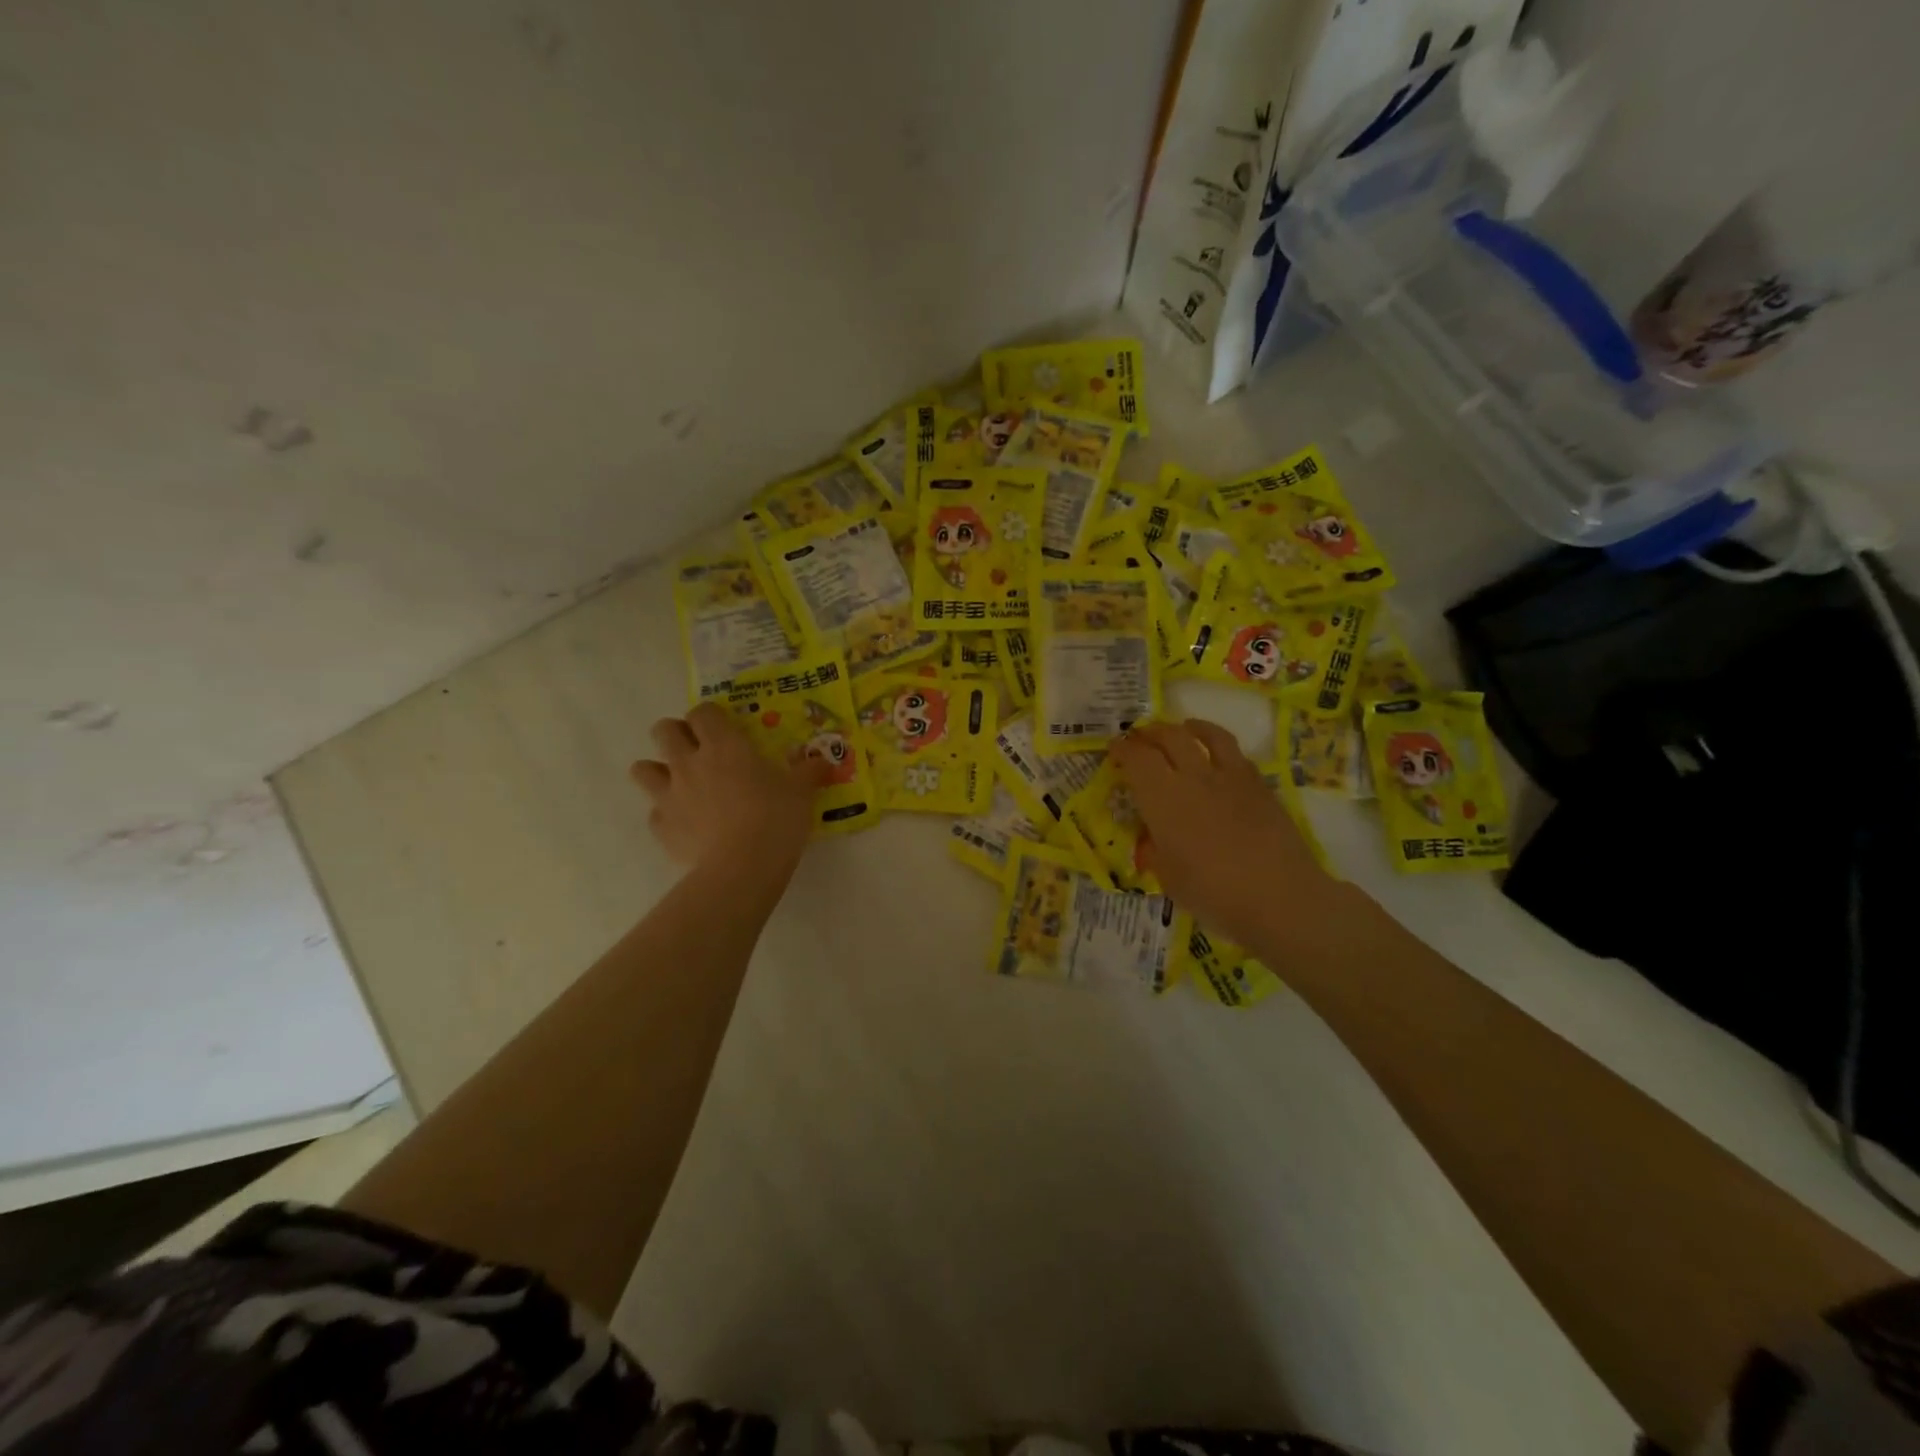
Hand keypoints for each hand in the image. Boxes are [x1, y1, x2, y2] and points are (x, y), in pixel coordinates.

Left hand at [630, 702, 826, 875]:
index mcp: (723, 745)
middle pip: (663, 731)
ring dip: (658, 770)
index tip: (724, 728)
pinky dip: (667, 814)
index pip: (702, 712)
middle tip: (698, 749)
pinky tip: (687, 824)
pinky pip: (654, 812)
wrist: (742, 868)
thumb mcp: (801, 791)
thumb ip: (808, 771)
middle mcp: (689, 762)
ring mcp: (669, 795)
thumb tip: (823, 761)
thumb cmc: (775, 818)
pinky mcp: (661, 827)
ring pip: (642, 769)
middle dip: (676, 734)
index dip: (710, 716)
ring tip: (680, 783)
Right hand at [1111, 718, 1326, 944]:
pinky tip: (1219, 757)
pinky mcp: (1260, 786)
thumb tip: (1151, 839)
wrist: (1279, 896)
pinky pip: (1236, 754)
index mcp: (1163, 798)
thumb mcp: (1168, 878)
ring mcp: (1231, 777)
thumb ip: (1155, 851)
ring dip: (1189, 727)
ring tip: (1183, 728)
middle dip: (1150, 733)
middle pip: (1170, 737)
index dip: (1123, 749)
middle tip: (1140, 737)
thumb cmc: (1213, 892)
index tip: (1114, 749)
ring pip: (1208, 735)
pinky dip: (1220, 747)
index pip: (1137, 759)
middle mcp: (1194, 777)